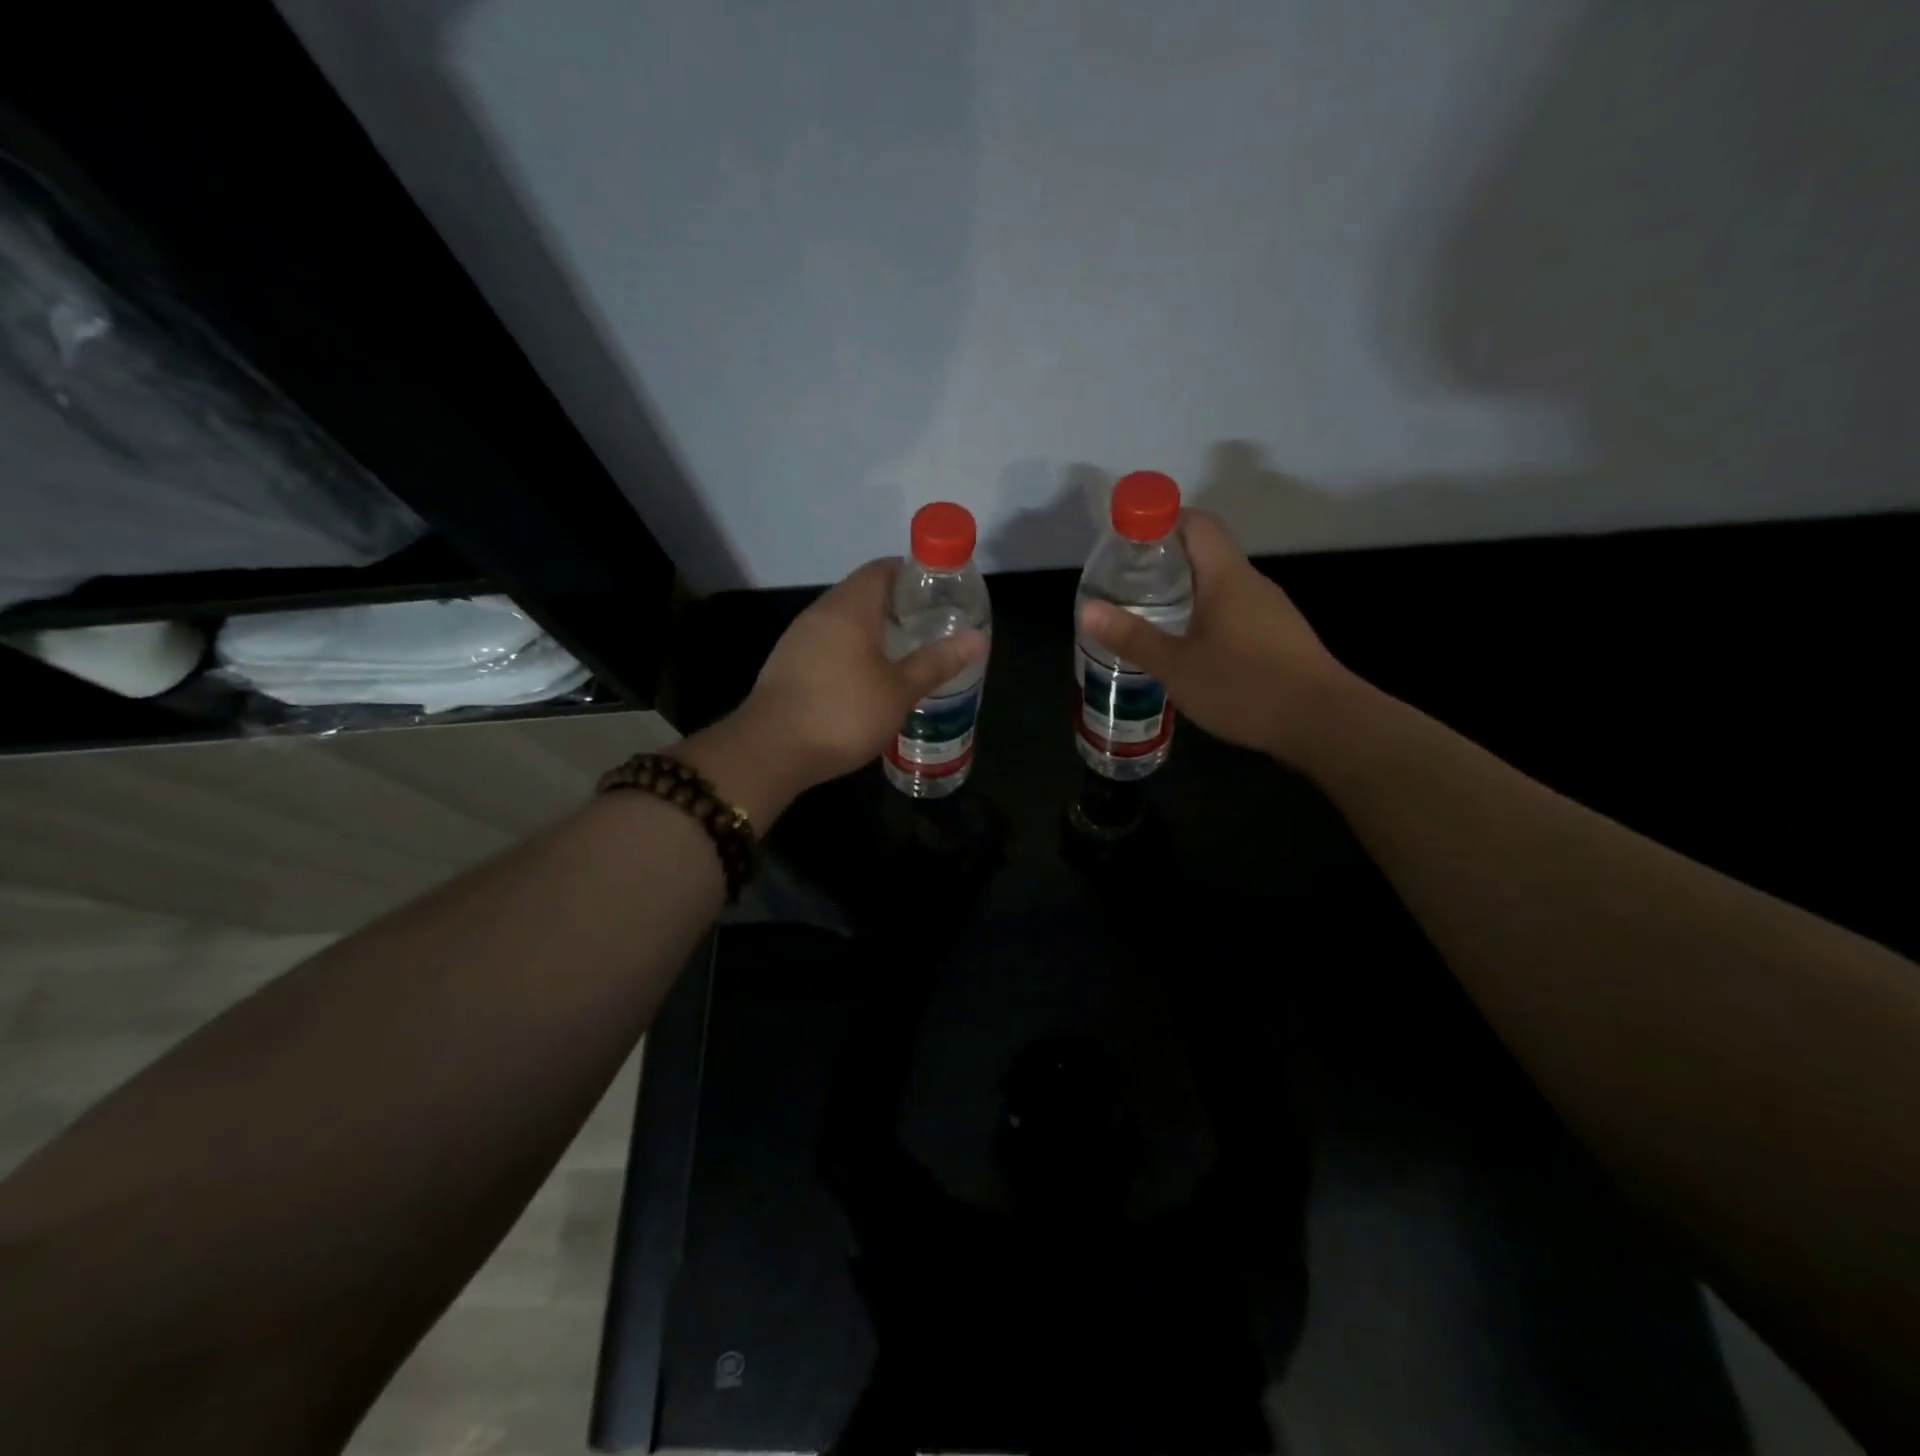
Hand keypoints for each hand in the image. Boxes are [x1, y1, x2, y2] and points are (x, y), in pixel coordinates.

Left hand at [679, 559, 987, 823]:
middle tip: (929, 627)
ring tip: (904, 653)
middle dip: (897, 605)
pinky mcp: (787, 663)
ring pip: (843, 619)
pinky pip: (828, 642)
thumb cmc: (843, 713)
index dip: (913, 574)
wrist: (771, 750)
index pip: (883, 569)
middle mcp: (821, 612)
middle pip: (863, 592)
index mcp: (850, 607)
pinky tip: (866, 678)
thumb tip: (977, 638)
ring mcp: (799, 637)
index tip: (939, 594)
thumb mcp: (899, 691)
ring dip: (873, 630)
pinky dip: (852, 649)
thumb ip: (936, 662)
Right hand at [1078, 510, 1349, 763]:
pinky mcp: (1280, 638)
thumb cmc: (1244, 686)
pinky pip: (1236, 612)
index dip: (1163, 520)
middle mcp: (1252, 583)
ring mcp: (1271, 611)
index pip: (1197, 523)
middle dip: (1166, 561)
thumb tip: (1087, 610)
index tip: (1129, 538)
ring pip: (1222, 586)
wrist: (1323, 723)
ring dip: (1187, 592)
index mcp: (1226, 576)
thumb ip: (1133, 637)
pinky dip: (1208, 616)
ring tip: (1152, 617)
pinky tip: (1191, 649)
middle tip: (1128, 583)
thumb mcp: (1177, 665)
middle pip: (1207, 553)